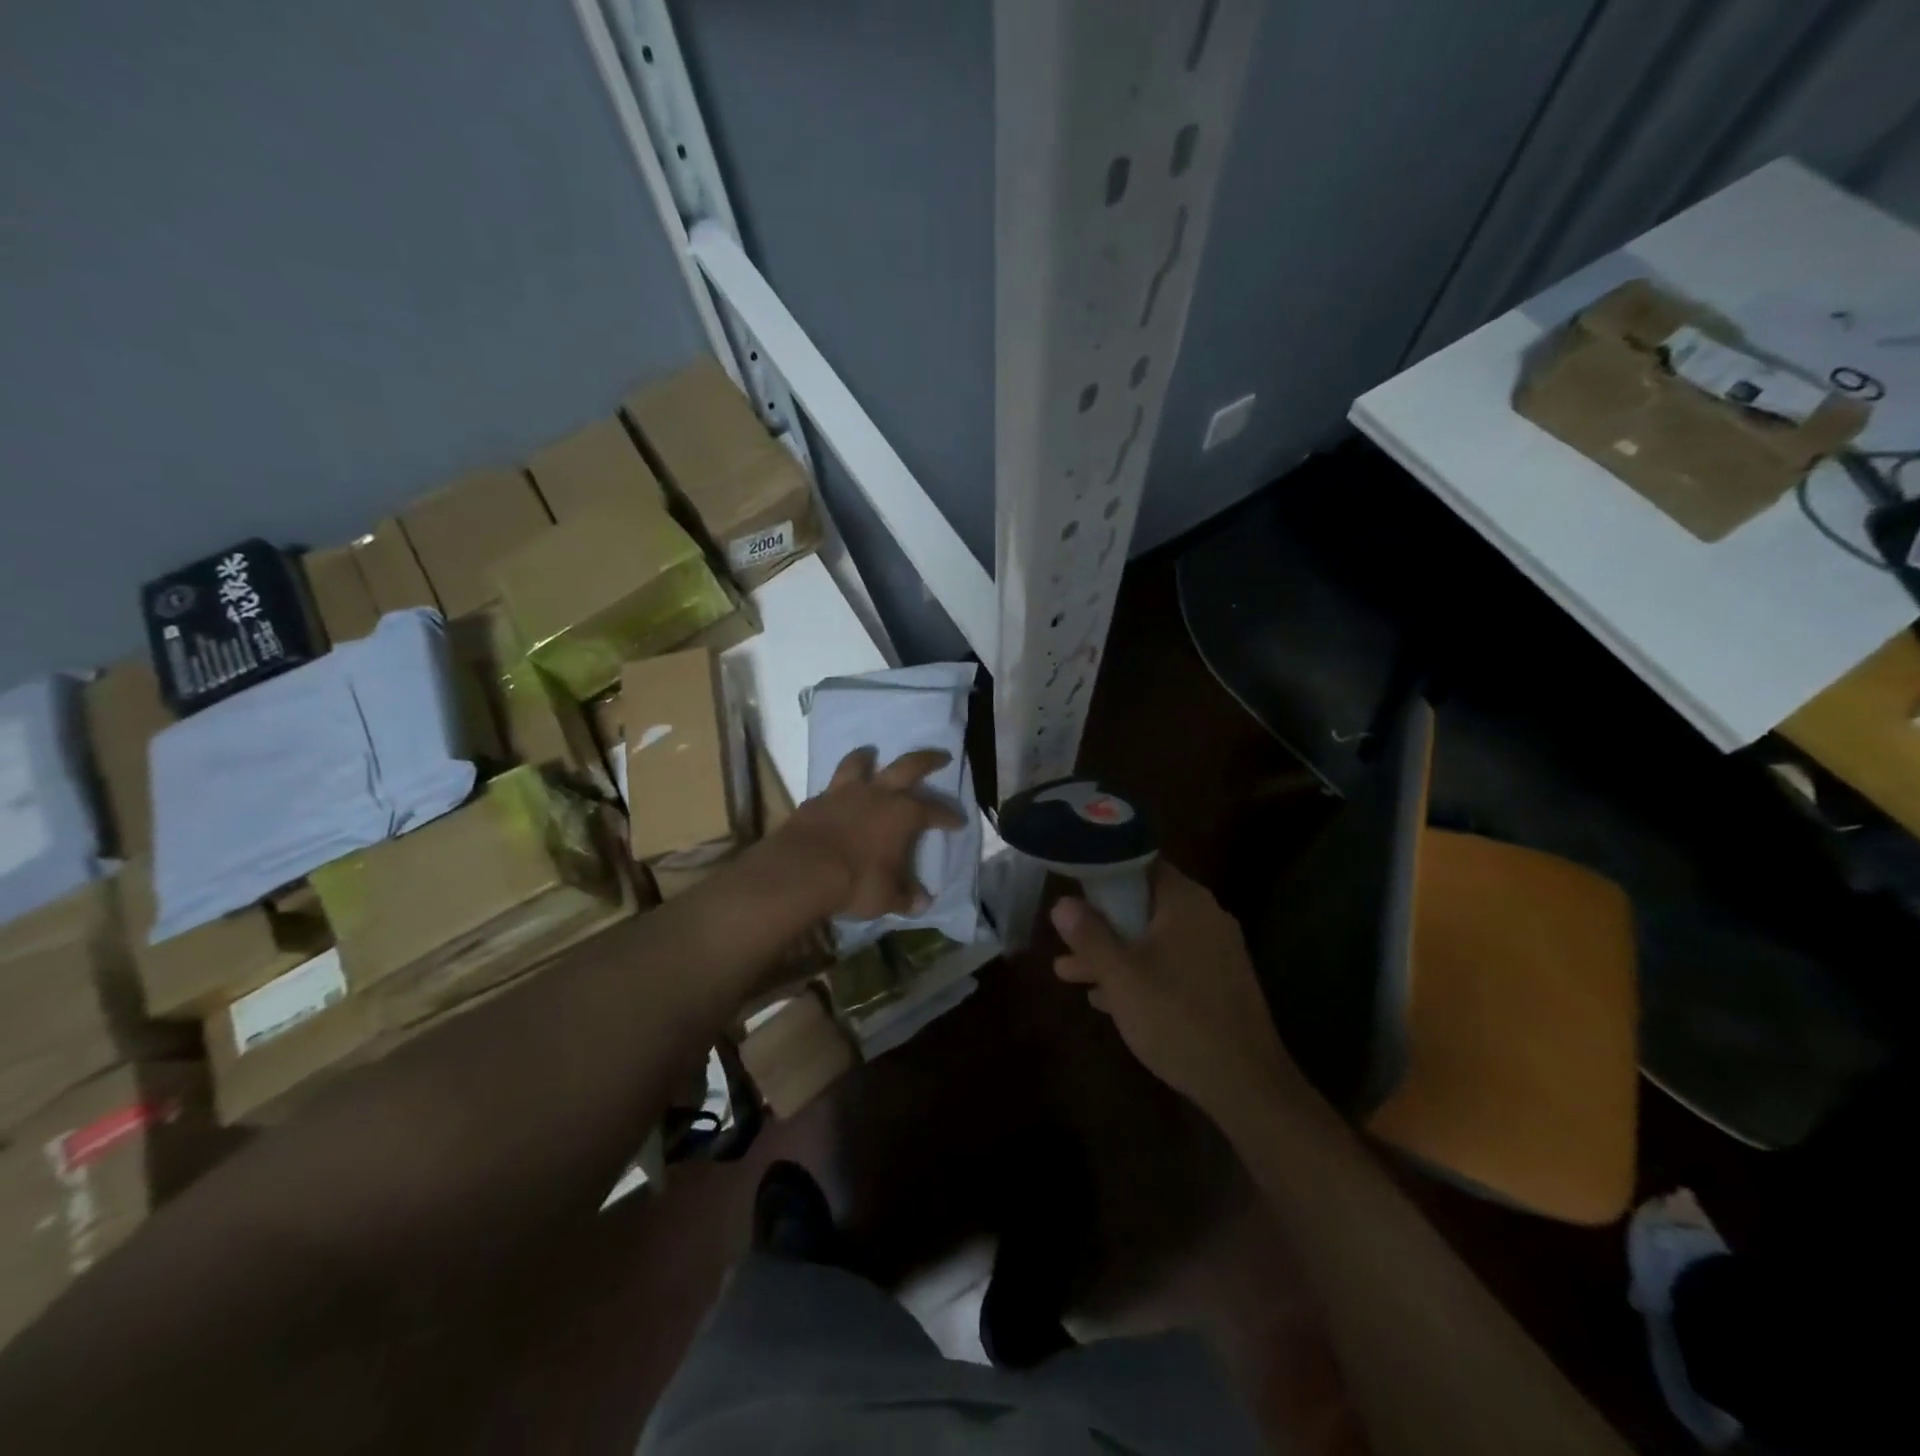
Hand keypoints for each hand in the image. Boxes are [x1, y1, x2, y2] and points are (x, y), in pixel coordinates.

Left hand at [773, 747, 965, 920]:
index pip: (934, 811)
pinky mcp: (816, 800)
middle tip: (940, 756)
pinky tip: (838, 794)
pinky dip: (839, 786)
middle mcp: (878, 795)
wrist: (802, 870)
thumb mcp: (887, 897)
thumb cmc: (855, 882)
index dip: (949, 816)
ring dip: (868, 756)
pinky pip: (832, 785)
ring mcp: (844, 793)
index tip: (959, 821)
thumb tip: (922, 902)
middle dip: (928, 759)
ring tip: (872, 753)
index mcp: (903, 815)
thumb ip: (905, 896)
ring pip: (860, 763)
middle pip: (908, 766)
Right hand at [1051, 863, 1298, 1123]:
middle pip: (1143, 906)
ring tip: (1068, 974)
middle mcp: (1205, 916)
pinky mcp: (1219, 983)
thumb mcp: (1121, 976)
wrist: (1247, 1085)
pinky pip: (1171, 965)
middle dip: (1100, 924)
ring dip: (1114, 954)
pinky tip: (1107, 999)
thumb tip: (1062, 902)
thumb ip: (1089, 935)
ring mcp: (1216, 951)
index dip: (1102, 872)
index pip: (1140, 864)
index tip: (1071, 886)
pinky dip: (1140, 973)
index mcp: (1186, 901)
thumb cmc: (1176, 1017)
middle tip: (1063, 940)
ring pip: (1153, 940)